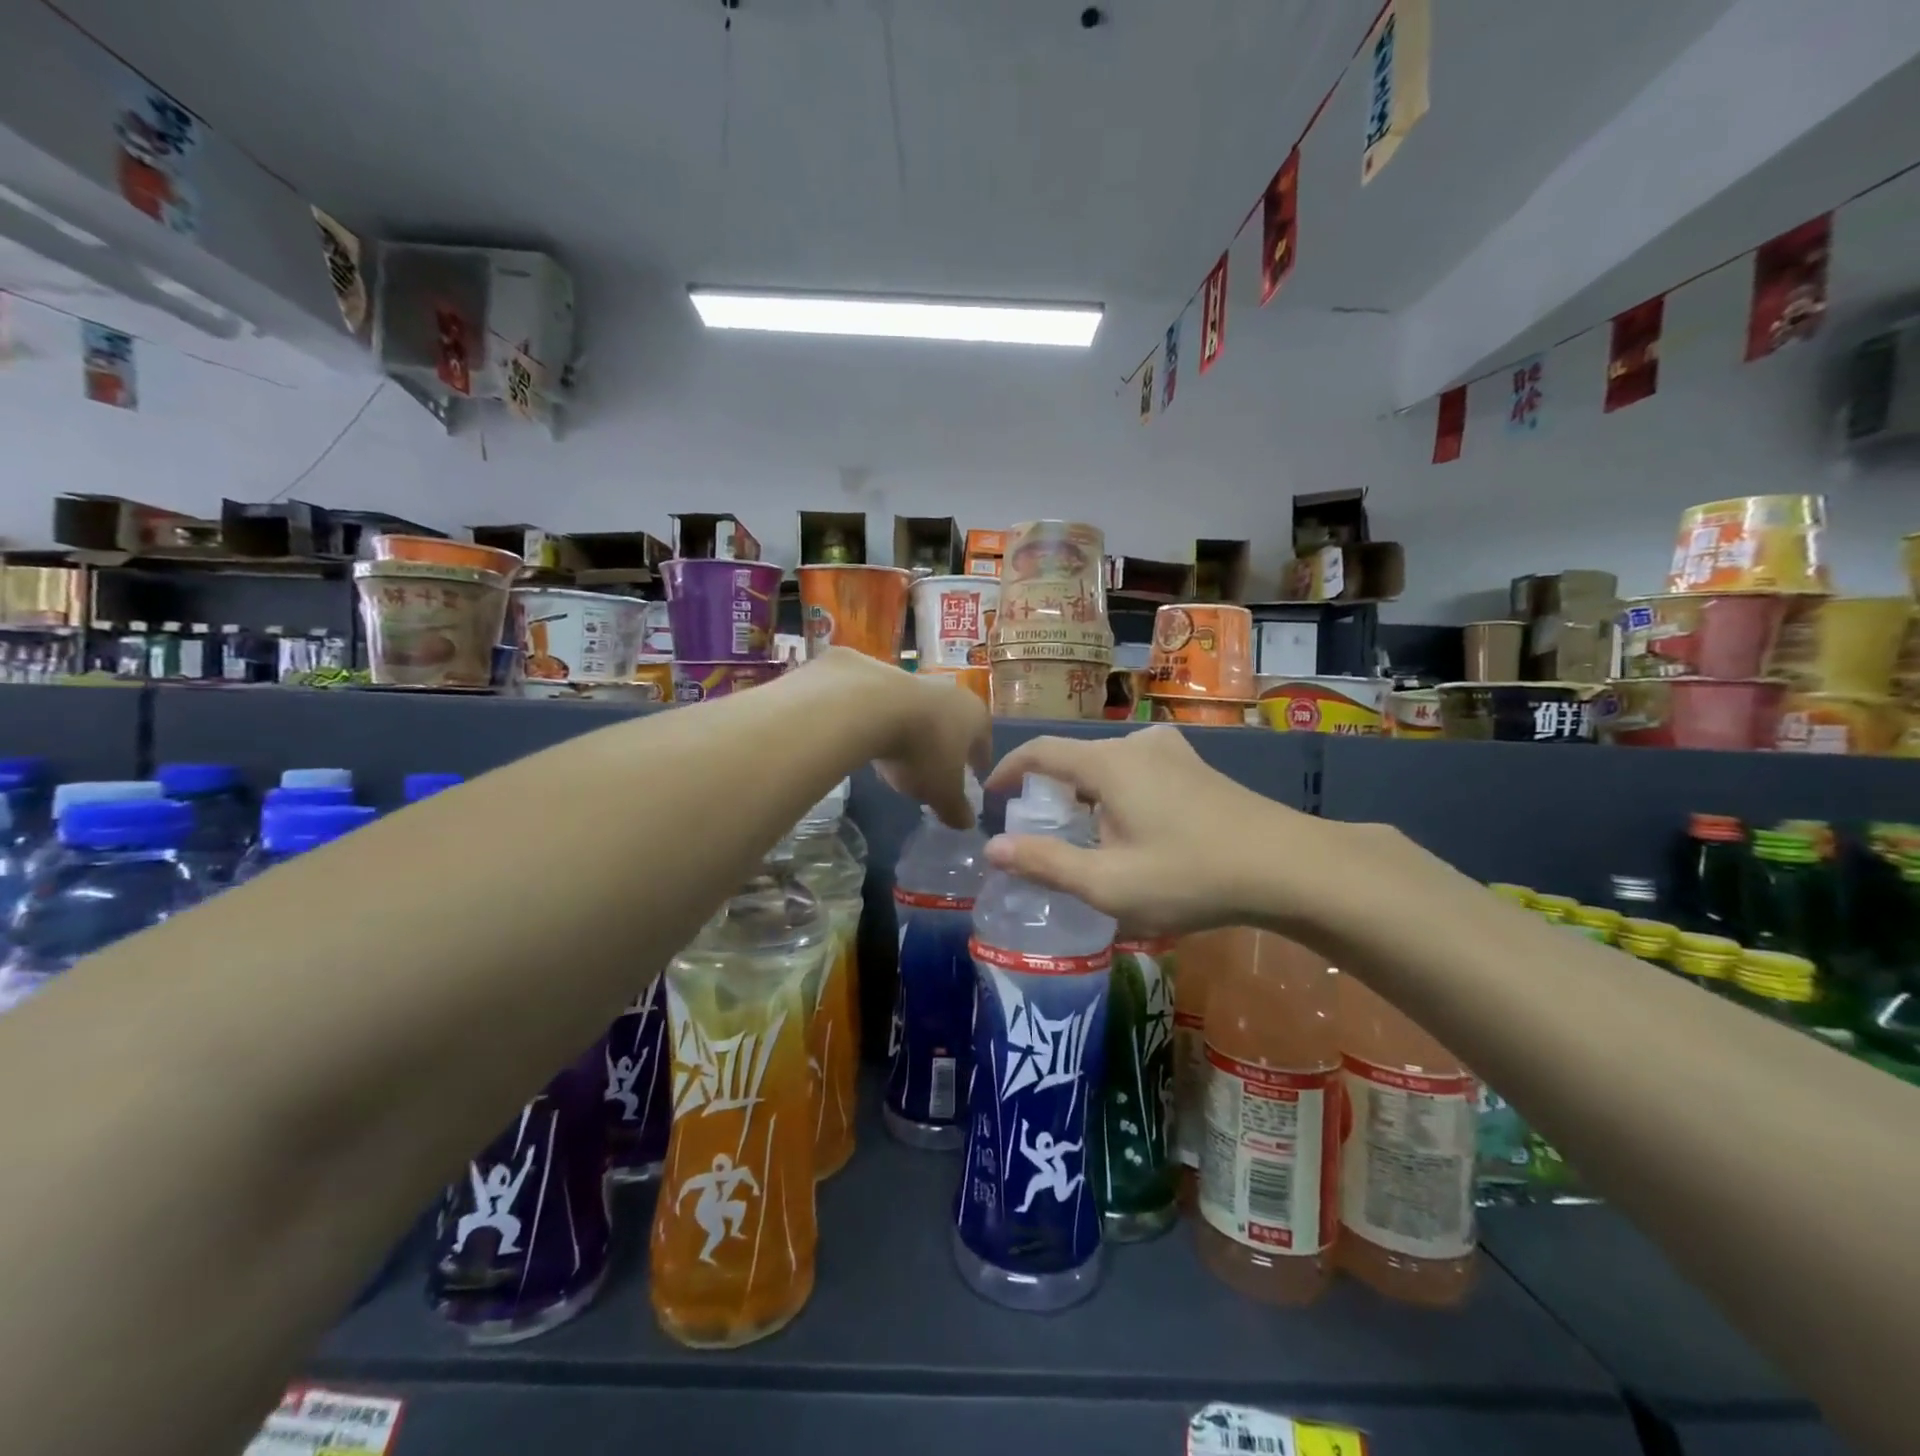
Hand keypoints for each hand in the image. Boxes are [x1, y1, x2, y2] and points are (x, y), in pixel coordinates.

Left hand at [807, 648, 990, 827]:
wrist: (869, 706)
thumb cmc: (922, 751)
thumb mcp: (942, 792)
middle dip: (945, 745)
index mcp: (975, 716)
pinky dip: (883, 721)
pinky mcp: (878, 674)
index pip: (984, 743)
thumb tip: (967, 823)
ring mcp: (914, 679)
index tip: (972, 776)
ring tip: (897, 757)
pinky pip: (887, 706)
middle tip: (934, 769)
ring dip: (913, 731)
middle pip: (952, 723)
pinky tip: (870, 739)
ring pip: (919, 712)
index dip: (978, 762)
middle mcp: (951, 692)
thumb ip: (956, 809)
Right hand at [983, 726, 1342, 938]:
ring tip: (1085, 837)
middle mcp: (1135, 745)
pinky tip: (1132, 831)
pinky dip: (1117, 794)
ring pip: (1108, 766)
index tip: (991, 794)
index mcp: (1107, 764)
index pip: (1040, 752)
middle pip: (1075, 758)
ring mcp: (1172, 752)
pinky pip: (1138, 771)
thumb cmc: (1189, 875)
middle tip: (1039, 832)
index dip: (1009, 770)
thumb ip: (1045, 864)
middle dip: (1049, 791)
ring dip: (1085, 795)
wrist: (1288, 866)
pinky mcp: (1196, 767)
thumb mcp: (1108, 883)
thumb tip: (993, 848)